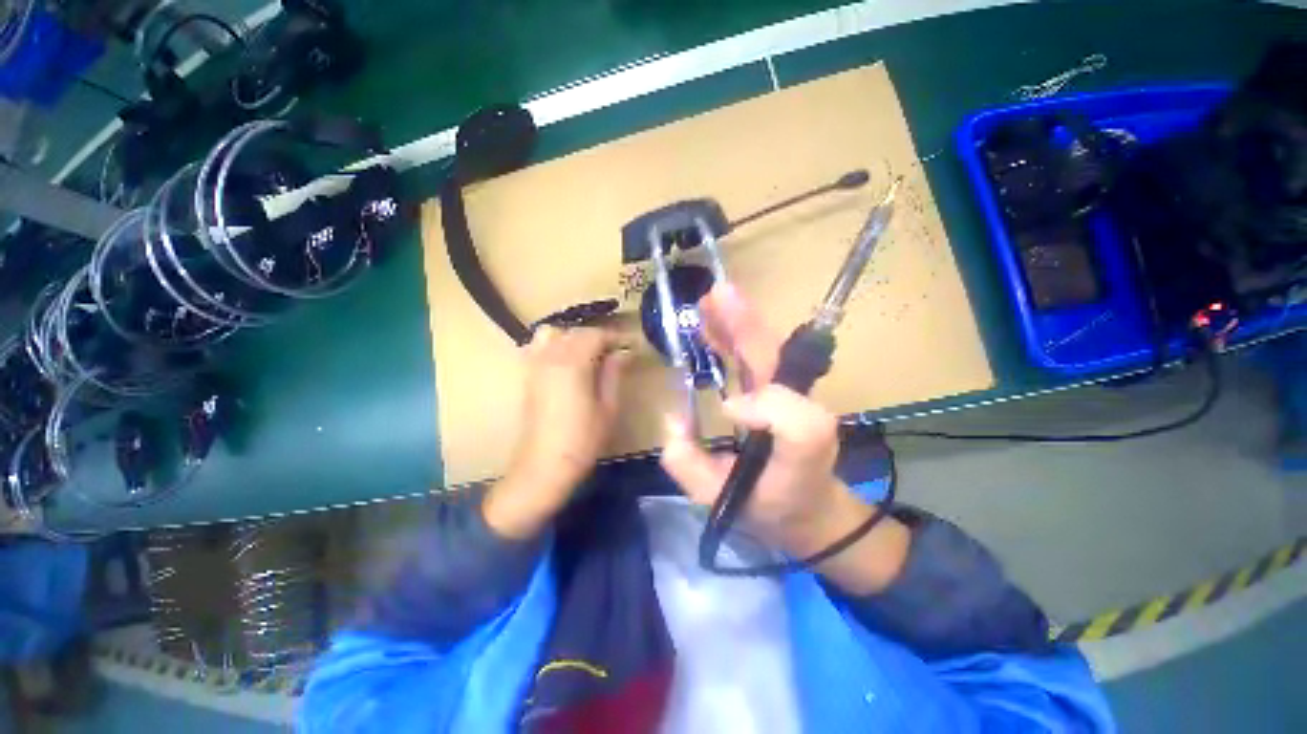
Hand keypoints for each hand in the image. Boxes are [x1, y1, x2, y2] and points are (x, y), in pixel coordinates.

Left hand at [484, 326, 630, 538]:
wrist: (544, 465)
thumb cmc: (583, 439)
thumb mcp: (608, 407)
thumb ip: (614, 373)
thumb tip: (623, 352)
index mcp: (573, 363)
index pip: (595, 335)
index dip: (615, 337)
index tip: (630, 345)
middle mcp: (551, 357)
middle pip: (575, 332)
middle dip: (598, 337)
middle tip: (616, 352)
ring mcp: (535, 365)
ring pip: (553, 334)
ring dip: (573, 338)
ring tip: (589, 354)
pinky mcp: (527, 376)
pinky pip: (537, 347)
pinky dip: (553, 345)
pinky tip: (565, 361)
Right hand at [659, 284, 847, 550]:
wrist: (809, 511)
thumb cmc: (768, 506)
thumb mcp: (722, 501)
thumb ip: (690, 466)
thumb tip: (675, 419)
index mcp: (799, 443)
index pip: (792, 414)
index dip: (760, 406)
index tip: (726, 411)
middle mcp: (801, 409)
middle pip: (775, 359)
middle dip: (744, 325)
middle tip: (714, 296)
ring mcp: (791, 395)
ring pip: (765, 350)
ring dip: (737, 324)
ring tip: (710, 302)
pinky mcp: (781, 391)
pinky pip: (757, 357)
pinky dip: (734, 338)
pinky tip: (713, 327)